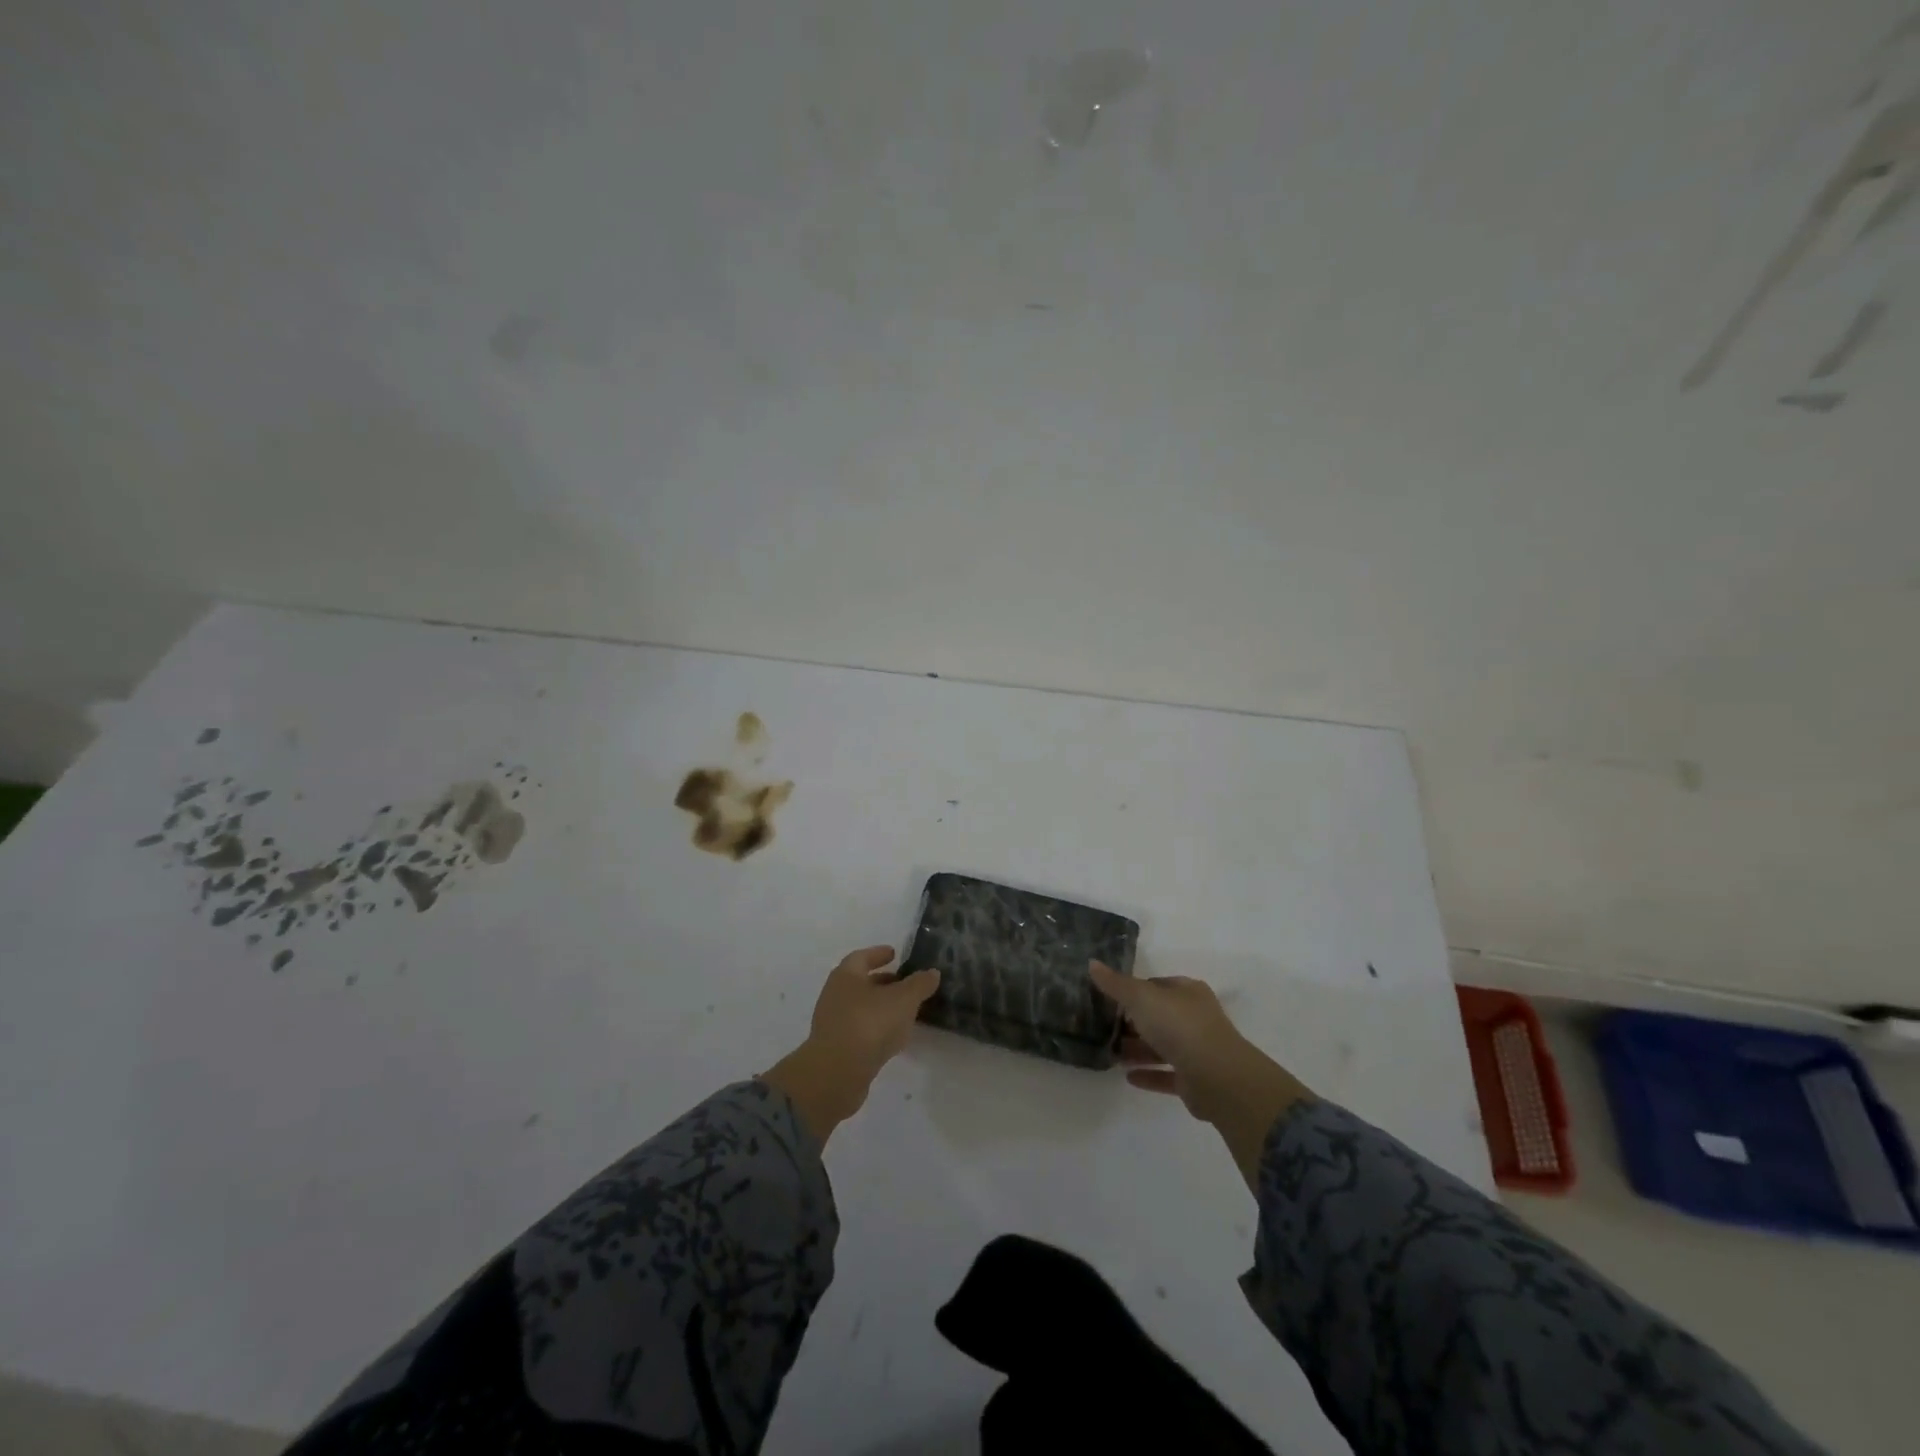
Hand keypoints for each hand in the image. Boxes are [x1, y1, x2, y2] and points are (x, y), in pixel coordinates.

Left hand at [762, 946, 940, 1141]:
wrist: (837, 1073)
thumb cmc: (869, 1024)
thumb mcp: (903, 1000)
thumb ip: (919, 984)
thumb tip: (932, 972)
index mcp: (846, 975)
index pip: (862, 957)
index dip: (879, 954)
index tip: (894, 954)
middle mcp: (835, 995)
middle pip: (860, 982)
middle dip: (882, 982)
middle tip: (904, 983)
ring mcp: (833, 1023)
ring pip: (860, 1008)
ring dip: (880, 1007)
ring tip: (904, 1011)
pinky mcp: (836, 1049)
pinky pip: (859, 1030)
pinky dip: (876, 1028)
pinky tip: (893, 1037)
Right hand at [1090, 961, 1310, 1186]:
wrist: (1217, 1077)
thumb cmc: (1178, 1026)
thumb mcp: (1141, 998)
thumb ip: (1116, 984)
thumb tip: (1092, 963)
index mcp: (1187, 992)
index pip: (1155, 986)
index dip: (1132, 991)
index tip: (1107, 1000)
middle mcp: (1194, 1017)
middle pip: (1157, 1016)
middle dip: (1132, 1023)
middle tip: (1103, 1029)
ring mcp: (1197, 1049)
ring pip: (1161, 1046)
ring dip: (1137, 1050)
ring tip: (1109, 1055)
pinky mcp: (1195, 1080)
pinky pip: (1166, 1074)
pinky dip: (1148, 1074)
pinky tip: (1127, 1077)